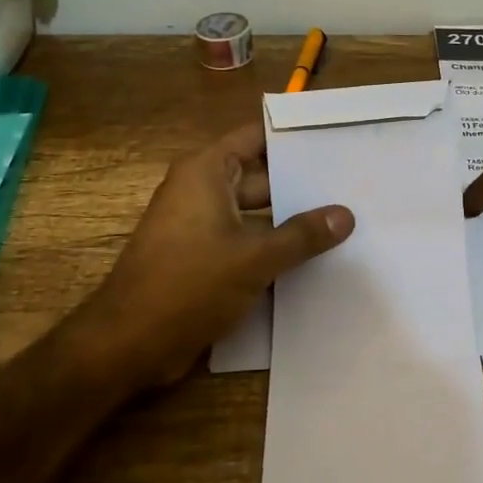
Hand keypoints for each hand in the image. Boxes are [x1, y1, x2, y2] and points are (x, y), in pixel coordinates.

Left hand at [86, 123, 353, 388]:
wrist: (130, 344)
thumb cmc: (189, 285)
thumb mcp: (255, 258)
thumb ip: (302, 236)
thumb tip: (345, 215)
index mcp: (206, 173)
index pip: (256, 138)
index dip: (293, 138)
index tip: (335, 140)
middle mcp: (202, 191)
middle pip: (261, 177)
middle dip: (301, 185)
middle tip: (352, 187)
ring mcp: (201, 227)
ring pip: (256, 214)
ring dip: (290, 222)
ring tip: (344, 223)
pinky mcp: (202, 259)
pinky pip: (246, 242)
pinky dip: (273, 248)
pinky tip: (314, 259)